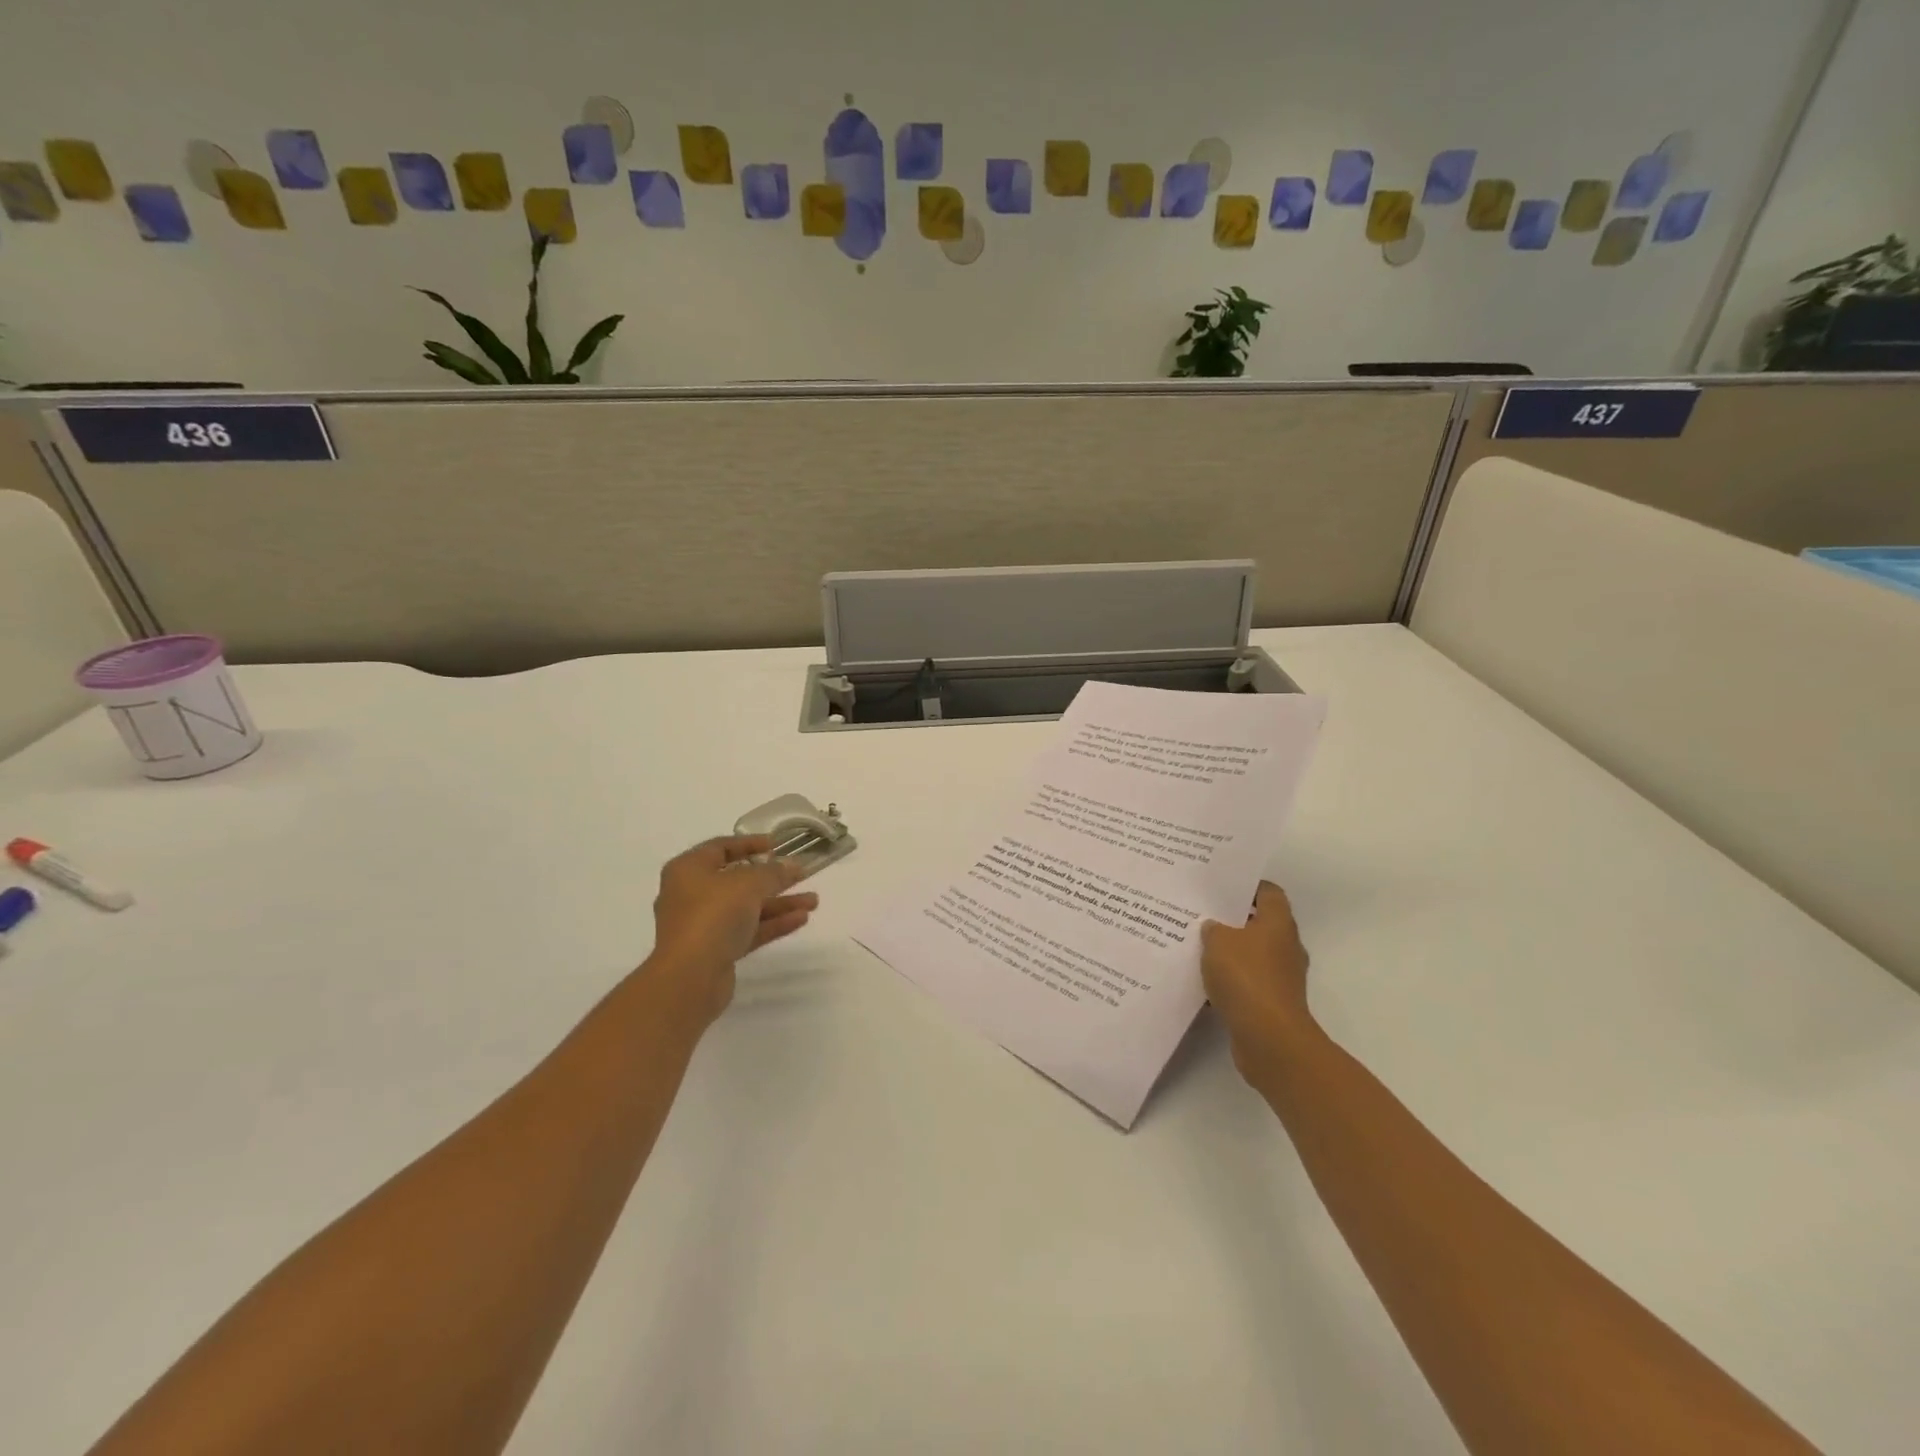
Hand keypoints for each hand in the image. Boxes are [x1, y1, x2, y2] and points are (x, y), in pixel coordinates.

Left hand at [646, 836, 817, 1024]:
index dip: (749, 843)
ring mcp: (703, 925)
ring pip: (746, 908)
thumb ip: (774, 872)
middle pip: (737, 880)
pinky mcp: (715, 951)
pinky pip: (748, 930)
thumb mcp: (748, 884)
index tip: (776, 845)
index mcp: (688, 870)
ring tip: (813, 901)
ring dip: (779, 903)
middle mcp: (691, 895)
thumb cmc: (713, 915)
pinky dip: (772, 923)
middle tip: (801, 874)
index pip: (720, 847)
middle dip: (772, 878)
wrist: (689, 977)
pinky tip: (801, 919)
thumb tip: (792, 865)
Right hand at [1200, 881, 1315, 1086]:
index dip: (1246, 886)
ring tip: (1196, 945)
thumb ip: (1212, 929)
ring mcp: (1281, 976)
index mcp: (1279, 923)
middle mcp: (1285, 946)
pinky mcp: (1271, 1002)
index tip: (1219, 885)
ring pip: (1251, 953)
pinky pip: (1247, 981)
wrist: (1268, 1038)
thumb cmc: (1246, 977)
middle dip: (1231, 919)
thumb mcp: (1218, 941)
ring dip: (1229, 951)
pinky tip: (1203, 979)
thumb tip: (1213, 927)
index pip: (1268, 892)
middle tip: (1201, 913)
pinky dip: (1229, 979)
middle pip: (1259, 923)